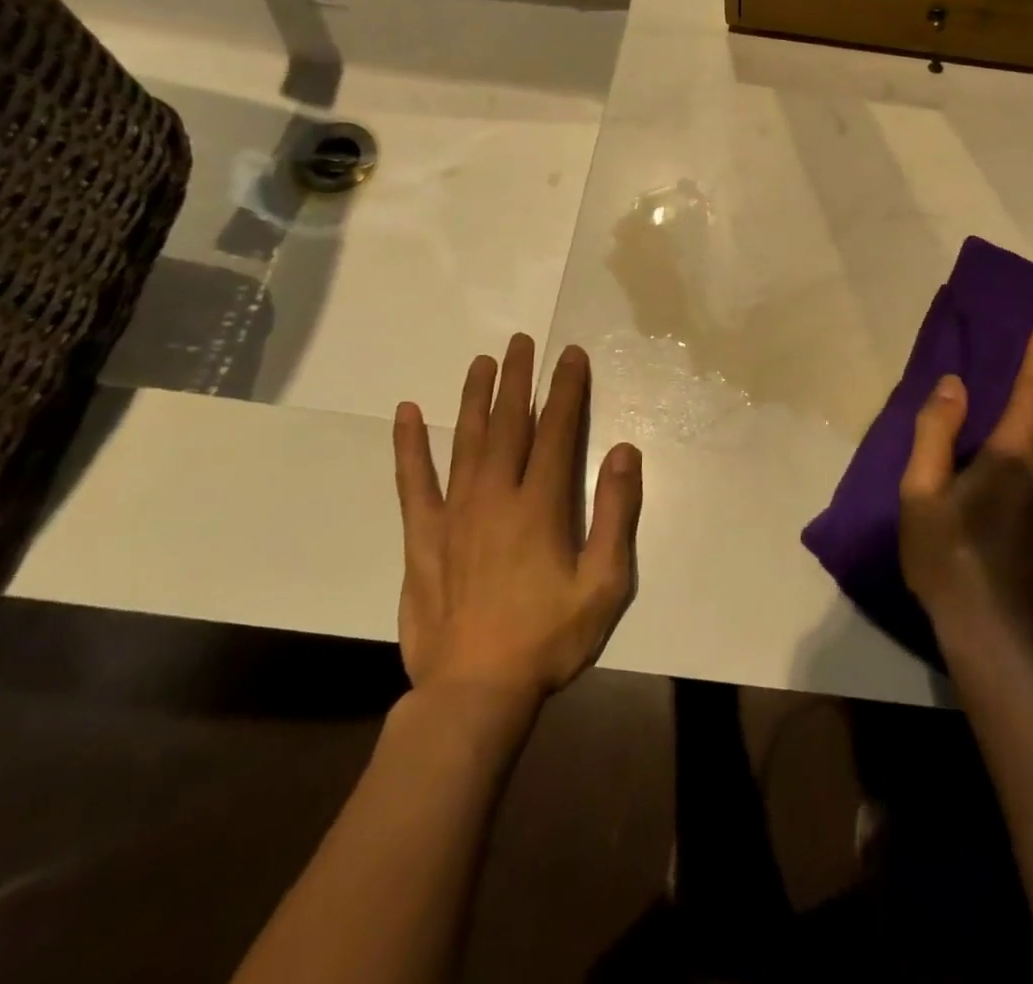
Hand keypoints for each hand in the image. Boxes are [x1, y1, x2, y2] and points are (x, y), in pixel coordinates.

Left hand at [392, 335, 642, 703]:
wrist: (474, 692)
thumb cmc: (548, 638)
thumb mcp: (604, 583)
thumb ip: (616, 514)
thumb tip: (626, 451)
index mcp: (541, 505)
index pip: (558, 430)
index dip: (567, 389)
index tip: (571, 355)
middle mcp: (496, 496)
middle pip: (510, 423)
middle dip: (519, 379)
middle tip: (523, 341)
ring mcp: (455, 514)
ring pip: (466, 441)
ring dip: (475, 398)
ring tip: (482, 362)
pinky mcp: (423, 537)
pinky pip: (414, 483)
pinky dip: (409, 447)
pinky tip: (405, 414)